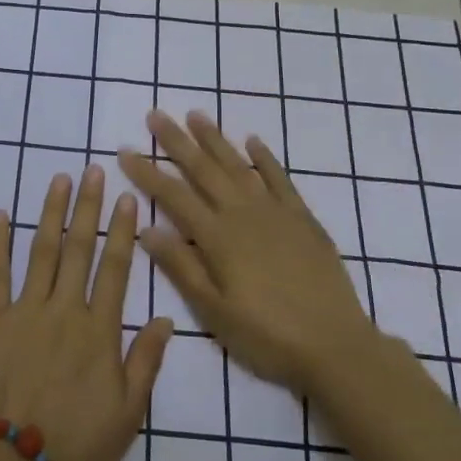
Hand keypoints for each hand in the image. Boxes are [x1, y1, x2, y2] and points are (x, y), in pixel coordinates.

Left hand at [0, 164, 173, 460]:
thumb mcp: (128, 414)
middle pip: (79, 248)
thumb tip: (167, 319)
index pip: (115, 268)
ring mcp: (25, 310)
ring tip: (58, 179)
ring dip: (50, 211)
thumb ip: (146, 362)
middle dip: (88, 206)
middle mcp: (64, 309)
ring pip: (41, 250)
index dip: (123, 230)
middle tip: (93, 170)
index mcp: (99, 330)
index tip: (127, 197)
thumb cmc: (77, 444)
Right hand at [119, 110, 382, 396]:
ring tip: (195, 114)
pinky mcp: (302, 218)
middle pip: (203, 169)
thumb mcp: (214, 311)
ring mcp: (275, 212)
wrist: (336, 346)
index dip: (147, 172)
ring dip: (215, 139)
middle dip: (176, 141)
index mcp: (217, 237)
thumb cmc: (267, 336)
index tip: (124, 150)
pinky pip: (280, 178)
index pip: (173, 195)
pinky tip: (252, 141)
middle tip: (155, 114)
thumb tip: (146, 227)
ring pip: (238, 165)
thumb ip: (181, 266)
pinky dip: (265, 158)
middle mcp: (243, 214)